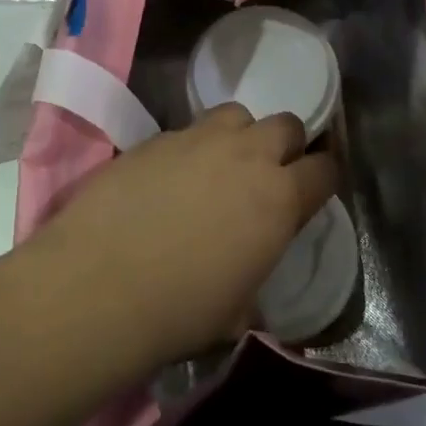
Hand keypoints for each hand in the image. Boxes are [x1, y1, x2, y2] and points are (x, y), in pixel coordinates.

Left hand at [31, 104, 337, 363]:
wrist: (99, 285)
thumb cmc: (180, 311)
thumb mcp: (238, 308)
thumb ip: (256, 275)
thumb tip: (251, 282)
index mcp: (279, 199)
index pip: (325, 169)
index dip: (325, 176)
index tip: (315, 188)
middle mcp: (246, 156)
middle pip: (286, 124)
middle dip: (285, 144)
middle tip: (268, 173)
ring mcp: (198, 139)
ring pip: (237, 114)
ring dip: (239, 135)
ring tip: (220, 165)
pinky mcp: (157, 137)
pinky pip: (189, 130)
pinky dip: (192, 147)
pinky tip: (171, 177)